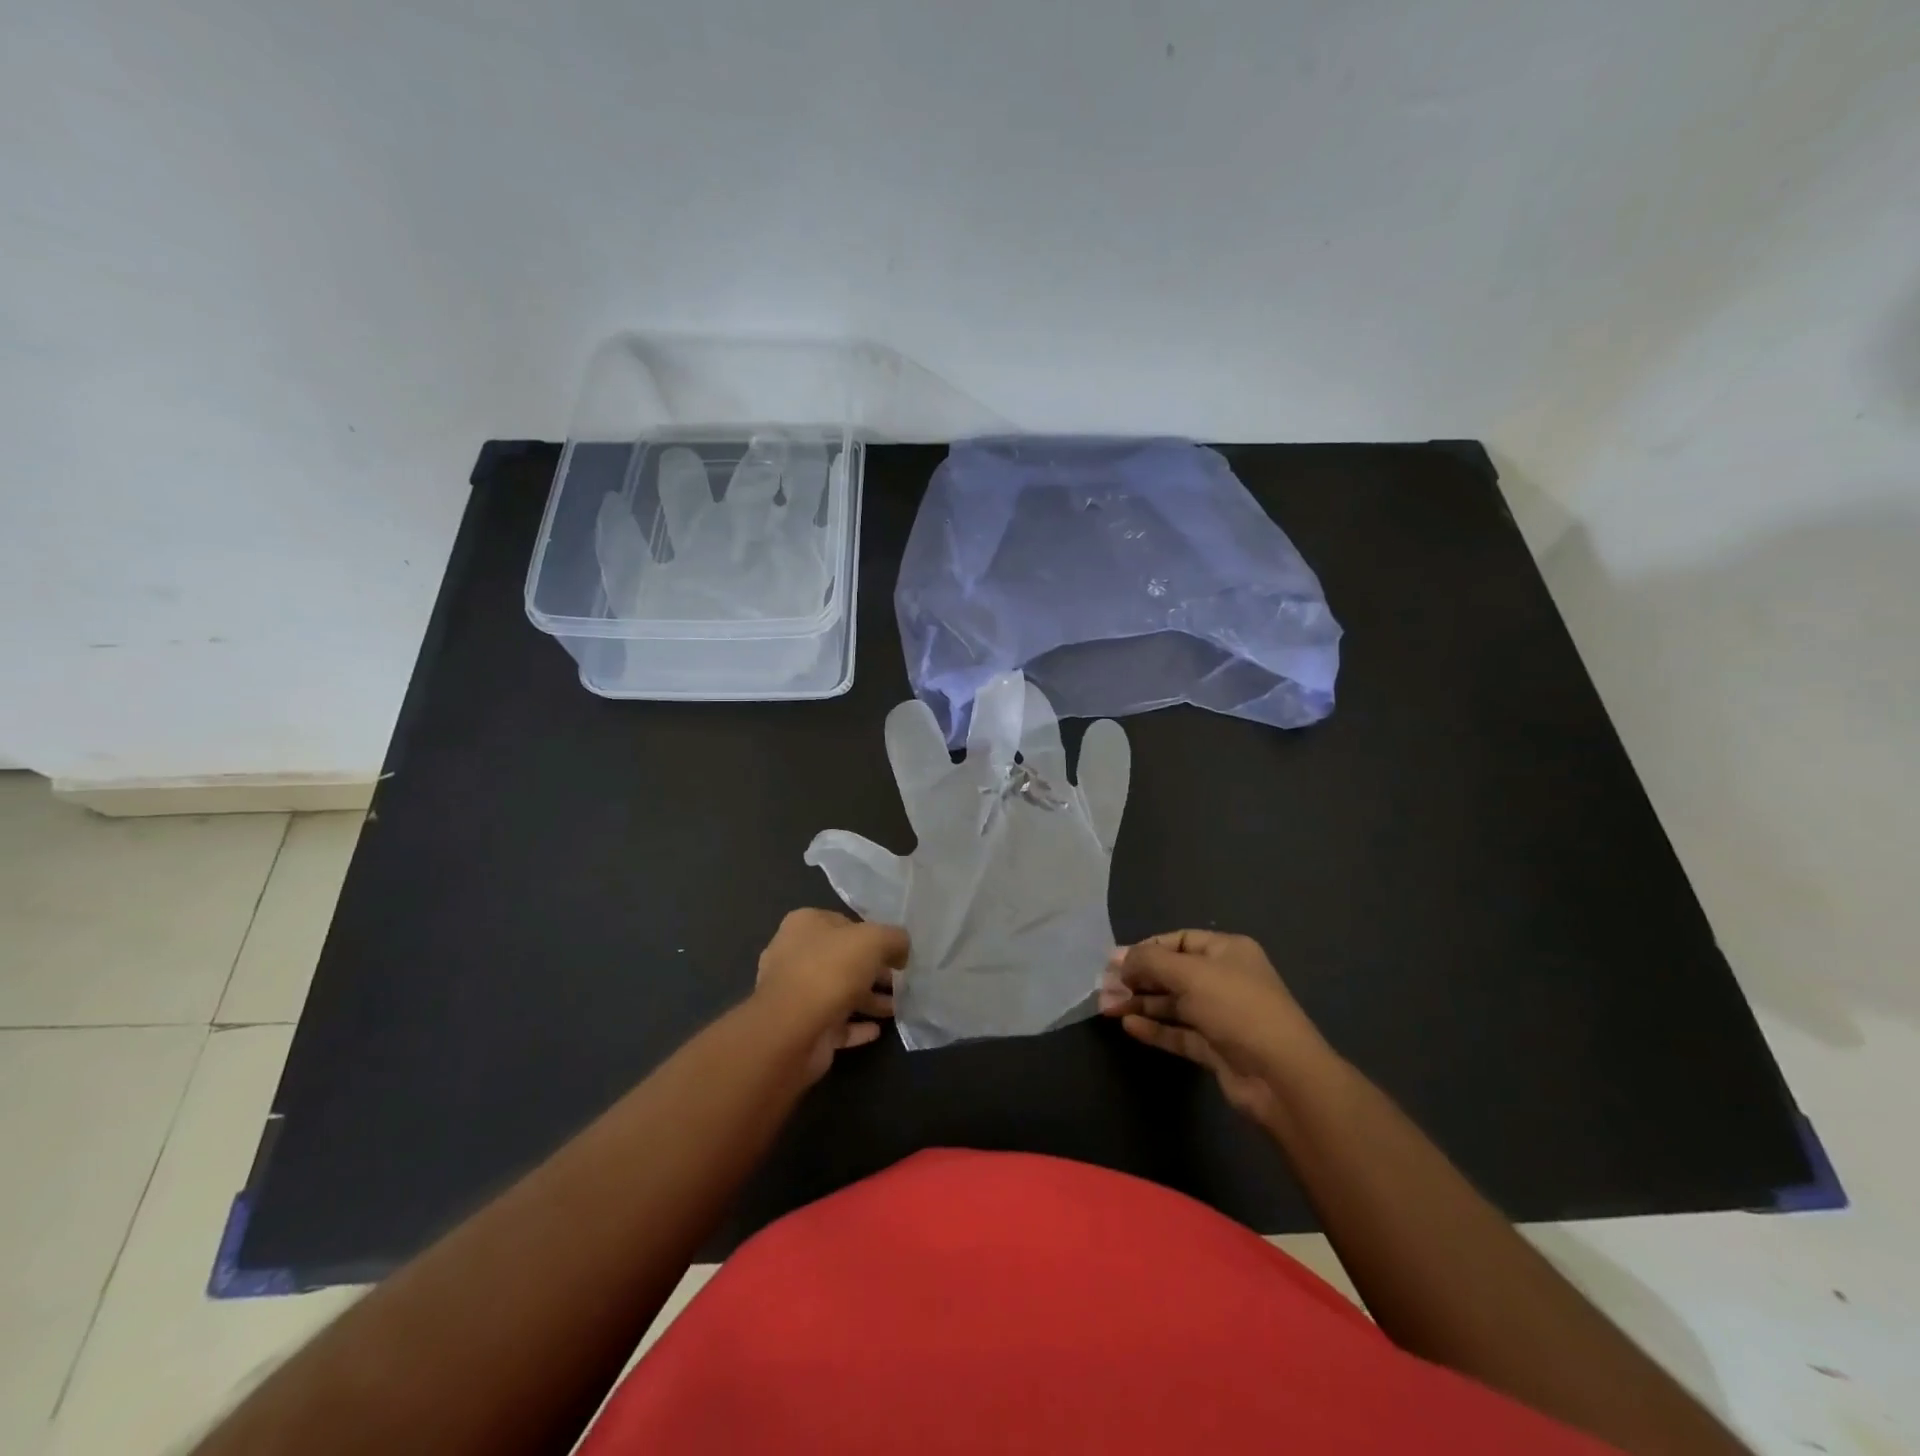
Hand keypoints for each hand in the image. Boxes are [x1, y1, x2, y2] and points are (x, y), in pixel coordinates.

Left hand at [755, 909, 908, 1079]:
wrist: (792, 1030)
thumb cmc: (831, 970)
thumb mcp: (875, 940)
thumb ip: (895, 939)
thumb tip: (902, 951)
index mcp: (805, 925)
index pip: (845, 923)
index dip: (873, 935)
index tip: (896, 951)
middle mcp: (795, 955)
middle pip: (843, 959)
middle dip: (873, 970)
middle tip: (901, 981)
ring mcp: (795, 993)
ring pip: (840, 992)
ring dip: (868, 999)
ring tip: (897, 1007)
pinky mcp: (801, 1027)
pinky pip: (834, 1023)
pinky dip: (856, 1026)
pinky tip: (877, 1030)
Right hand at [1099, 930, 1335, 1122]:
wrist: (1281, 1076)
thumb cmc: (1236, 1008)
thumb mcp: (1190, 973)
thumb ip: (1150, 961)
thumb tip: (1120, 961)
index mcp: (1227, 951)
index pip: (1179, 940)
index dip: (1146, 948)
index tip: (1115, 962)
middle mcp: (1224, 979)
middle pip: (1172, 973)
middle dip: (1137, 978)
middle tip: (1103, 987)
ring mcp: (1221, 1016)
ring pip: (1172, 1005)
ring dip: (1140, 1004)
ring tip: (1107, 1007)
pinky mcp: (1215, 1048)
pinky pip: (1178, 1033)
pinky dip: (1154, 1029)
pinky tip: (1128, 1027)